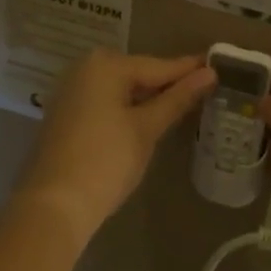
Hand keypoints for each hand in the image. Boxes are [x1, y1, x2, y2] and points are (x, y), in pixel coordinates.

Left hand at [15, 50, 214, 242]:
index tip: (218, 66)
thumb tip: (209, 73)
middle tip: (204, 89)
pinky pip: (105, 102)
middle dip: (168, 84)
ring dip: (148, 98)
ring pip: (121, 89)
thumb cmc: (106, 161)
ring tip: (183, 104)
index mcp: (105, 65)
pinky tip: (148, 120)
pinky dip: (127, 109)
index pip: (158, 65)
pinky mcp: (65, 115)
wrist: (53, 206)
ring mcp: (71, 92)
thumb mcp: (147, 128)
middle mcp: (84, 69)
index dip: (189, 69)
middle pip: (137, 74)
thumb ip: (178, 98)